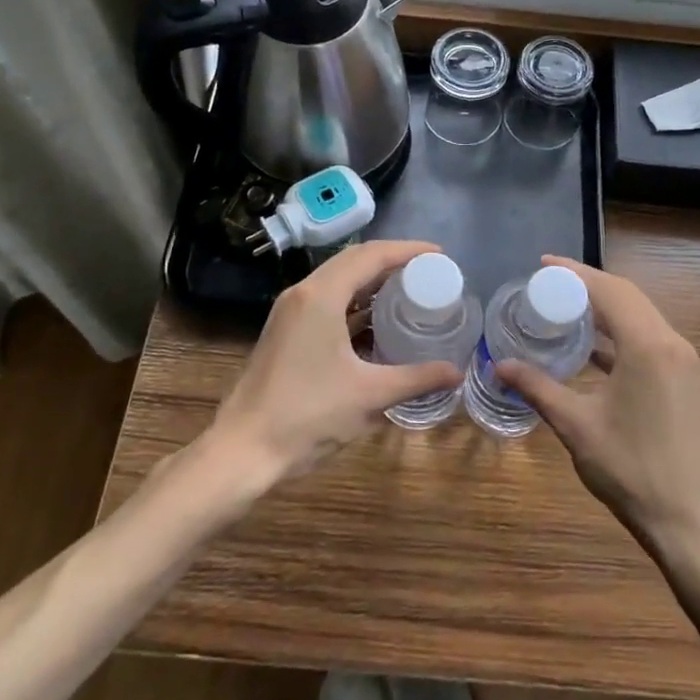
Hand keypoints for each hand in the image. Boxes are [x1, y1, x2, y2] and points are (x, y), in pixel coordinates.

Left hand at [208, 240, 462, 487]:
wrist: (243, 449)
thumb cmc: (308, 416)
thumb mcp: (370, 396)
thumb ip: (416, 379)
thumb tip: (456, 372)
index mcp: (321, 296)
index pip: (370, 255)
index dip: (408, 250)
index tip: (440, 255)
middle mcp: (303, 293)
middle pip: (353, 261)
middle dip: (392, 262)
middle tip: (429, 272)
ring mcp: (290, 311)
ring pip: (338, 281)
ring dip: (372, 282)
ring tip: (409, 292)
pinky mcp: (286, 331)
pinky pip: (327, 301)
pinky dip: (355, 303)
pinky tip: (378, 323)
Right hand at [497, 256, 699, 554]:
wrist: (695, 525)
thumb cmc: (633, 471)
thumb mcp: (577, 426)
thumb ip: (538, 388)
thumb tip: (499, 365)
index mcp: (648, 345)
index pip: (609, 289)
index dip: (574, 273)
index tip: (542, 264)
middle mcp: (672, 343)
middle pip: (628, 296)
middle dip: (588, 285)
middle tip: (548, 285)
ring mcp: (685, 364)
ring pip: (642, 318)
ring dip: (606, 309)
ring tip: (566, 310)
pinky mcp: (687, 383)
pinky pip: (650, 341)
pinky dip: (621, 334)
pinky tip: (593, 350)